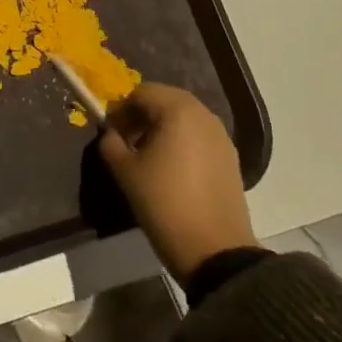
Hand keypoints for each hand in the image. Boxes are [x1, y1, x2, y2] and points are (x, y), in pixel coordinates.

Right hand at [99, 83, 255, 281]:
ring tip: (148, 156)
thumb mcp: (125, 171)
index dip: (121, 109)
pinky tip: (172, 169)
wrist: (214, 249)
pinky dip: (182, 142)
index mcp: (177, 110)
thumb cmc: (163, 202)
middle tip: (126, 140)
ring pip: (184, 118)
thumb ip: (110, 143)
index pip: (141, 92)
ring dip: (162, 127)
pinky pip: (199, 137)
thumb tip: (111, 134)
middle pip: (166, 100)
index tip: (110, 132)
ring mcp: (222, 136)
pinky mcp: (231, 158)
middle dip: (142, 115)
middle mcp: (204, 115)